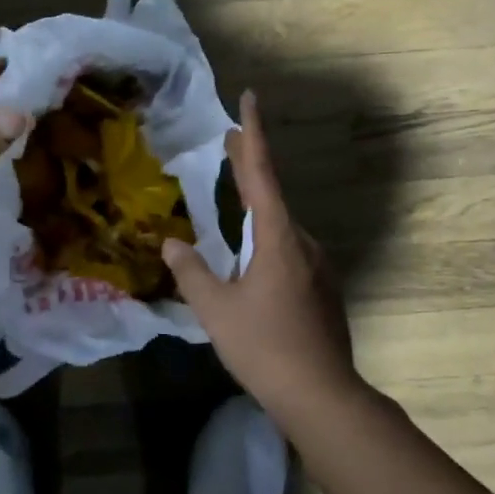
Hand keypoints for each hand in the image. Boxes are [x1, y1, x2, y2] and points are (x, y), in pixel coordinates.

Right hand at [161, 90, 363, 427]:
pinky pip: (290, 250)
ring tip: (233, 196)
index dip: (253, 134)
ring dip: (257, 207)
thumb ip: (191, 272)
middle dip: (250, 164)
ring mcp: (317, 265)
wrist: (322, 395)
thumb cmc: (264, 347)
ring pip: (281, 226)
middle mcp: (302, 242)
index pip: (262, 174)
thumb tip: (171, 244)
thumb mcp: (215, 309)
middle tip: (230, 139)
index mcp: (278, 238)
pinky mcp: (322, 287)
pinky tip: (252, 259)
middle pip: (272, 194)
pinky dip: (268, 237)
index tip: (250, 98)